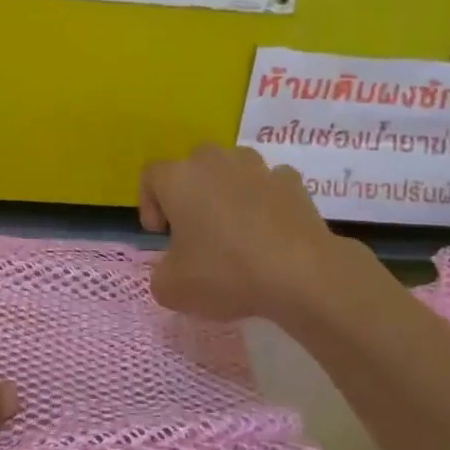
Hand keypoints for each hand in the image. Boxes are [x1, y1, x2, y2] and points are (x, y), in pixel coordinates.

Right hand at [139, 144, 360, 323]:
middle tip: (195, 230)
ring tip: (235, 228)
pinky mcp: (291, 181)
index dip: (149, 204)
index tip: (161, 235)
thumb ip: (161, 275)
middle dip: (190, 193)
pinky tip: (269, 230)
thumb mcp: (173, 288)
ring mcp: (256, 166)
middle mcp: (214, 161)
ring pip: (231, 169)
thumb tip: (171, 270)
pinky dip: (264, 200)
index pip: (151, 177)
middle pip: (192, 167)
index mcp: (179, 178)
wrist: (301, 273)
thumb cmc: (225, 272)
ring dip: (227, 191)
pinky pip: (267, 184)